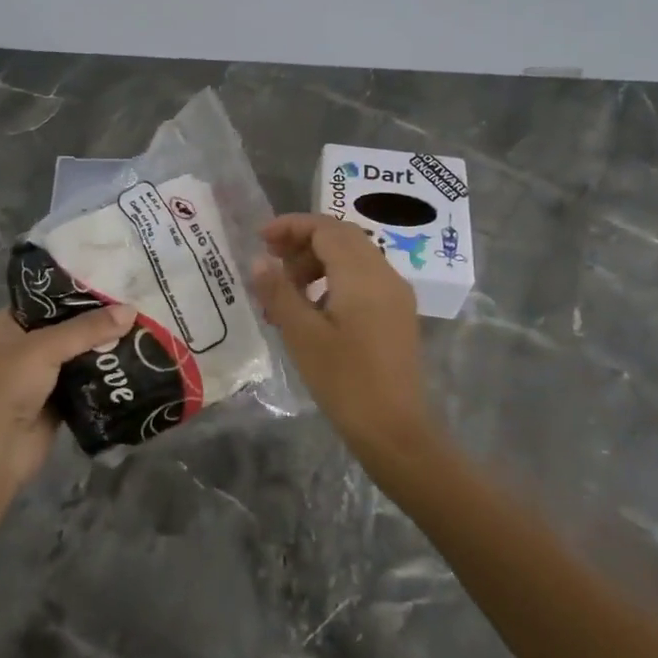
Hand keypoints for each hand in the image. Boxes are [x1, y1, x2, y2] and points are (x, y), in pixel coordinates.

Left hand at [0, 305, 135, 486]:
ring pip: (79, 351)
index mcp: (8, 324)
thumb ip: (87, 328)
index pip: (46, 296)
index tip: (112, 279)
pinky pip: (86, 377)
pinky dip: (105, 371)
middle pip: (67, 324)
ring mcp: (41, 373)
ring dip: (104, 344)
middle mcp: (23, 344)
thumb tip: (131, 310)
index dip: (77, 288)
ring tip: (141, 325)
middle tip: (134, 301)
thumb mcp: (45, 348)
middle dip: (97, 317)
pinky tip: (134, 358)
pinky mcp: (58, 398)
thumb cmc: (8, 388)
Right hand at [251, 214, 432, 458]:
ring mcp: (395, 295)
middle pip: (342, 237)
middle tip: (271, 262)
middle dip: (303, 242)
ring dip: (317, 262)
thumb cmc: (344, 381)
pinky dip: (335, 279)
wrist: (394, 430)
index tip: (261, 239)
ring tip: (287, 292)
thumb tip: (260, 260)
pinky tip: (314, 309)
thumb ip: (279, 291)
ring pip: (353, 257)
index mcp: (362, 274)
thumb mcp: (302, 335)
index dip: (291, 226)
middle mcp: (384, 275)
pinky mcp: (397, 314)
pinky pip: (363, 279)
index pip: (326, 228)